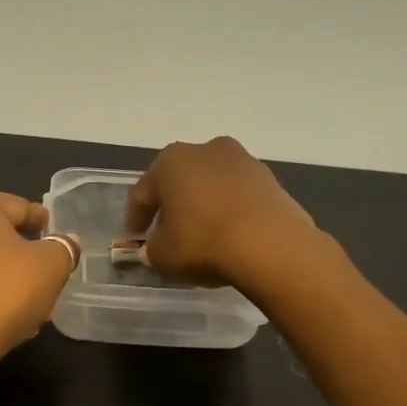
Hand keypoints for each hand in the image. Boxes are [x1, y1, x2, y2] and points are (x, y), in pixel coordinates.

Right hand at [124, 137, 321, 293]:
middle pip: (179, 181)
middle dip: (172, 205)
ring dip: (203, 205)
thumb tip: (154, 247)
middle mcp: (205, 150)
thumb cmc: (203, 242)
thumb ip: (152, 249)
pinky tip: (230, 234)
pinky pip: (238, 196)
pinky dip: (230, 210)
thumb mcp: (163, 255)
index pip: (143, 192)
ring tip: (202, 234)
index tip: (135, 238)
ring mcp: (242, 161)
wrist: (270, 246)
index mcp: (171, 161)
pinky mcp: (270, 179)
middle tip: (167, 232)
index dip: (136, 218)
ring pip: (211, 185)